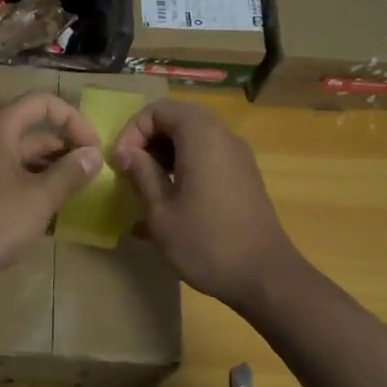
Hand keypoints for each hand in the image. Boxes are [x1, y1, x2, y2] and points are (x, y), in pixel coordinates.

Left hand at [0, 92, 102, 290]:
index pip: (42, 103)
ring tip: (79, 193)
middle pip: (34, 131)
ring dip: (52, 170)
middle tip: (93, 173)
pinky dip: (34, 188)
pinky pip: (12, 179)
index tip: (94, 148)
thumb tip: (93, 154)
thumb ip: (69, 173)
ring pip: (24, 158)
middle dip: (66, 147)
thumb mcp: (39, 198)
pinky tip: (54, 214)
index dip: (73, 119)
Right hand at [109, 100, 301, 309]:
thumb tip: (125, 152)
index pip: (158, 109)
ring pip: (192, 138)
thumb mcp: (160, 211)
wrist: (265, 277)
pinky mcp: (243, 177)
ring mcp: (237, 156)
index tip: (120, 164)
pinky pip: (207, 156)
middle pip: (177, 119)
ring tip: (145, 188)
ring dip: (164, 155)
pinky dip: (184, 167)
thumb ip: (141, 174)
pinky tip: (170, 203)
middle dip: (148, 141)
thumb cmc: (206, 242)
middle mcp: (223, 136)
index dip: (132, 131)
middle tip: (130, 171)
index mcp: (201, 135)